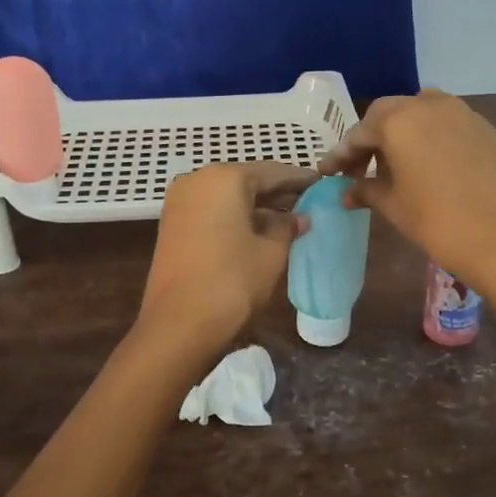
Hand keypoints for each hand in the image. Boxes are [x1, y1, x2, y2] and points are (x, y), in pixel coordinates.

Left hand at [138, 162, 312, 350]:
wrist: (179, 324)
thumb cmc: (232, 281)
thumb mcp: (271, 253)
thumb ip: (287, 227)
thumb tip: (299, 218)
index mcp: (224, 178)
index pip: (272, 172)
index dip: (300, 180)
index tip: (322, 185)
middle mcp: (197, 180)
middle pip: (246, 181)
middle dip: (278, 193)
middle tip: (309, 203)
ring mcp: (180, 202)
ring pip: (228, 196)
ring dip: (257, 206)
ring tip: (289, 219)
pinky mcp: (172, 225)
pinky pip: (212, 211)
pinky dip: (236, 216)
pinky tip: (260, 231)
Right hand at [320, 90, 495, 311]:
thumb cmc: (437, 222)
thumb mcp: (393, 206)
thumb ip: (366, 190)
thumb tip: (347, 190)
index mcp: (399, 121)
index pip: (360, 133)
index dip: (342, 155)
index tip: (328, 172)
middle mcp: (430, 106)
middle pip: (390, 114)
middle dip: (372, 138)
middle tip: (361, 167)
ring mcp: (464, 114)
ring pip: (423, 113)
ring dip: (405, 133)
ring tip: (397, 163)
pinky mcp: (489, 130)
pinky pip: (451, 126)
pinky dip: (434, 140)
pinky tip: (433, 167)